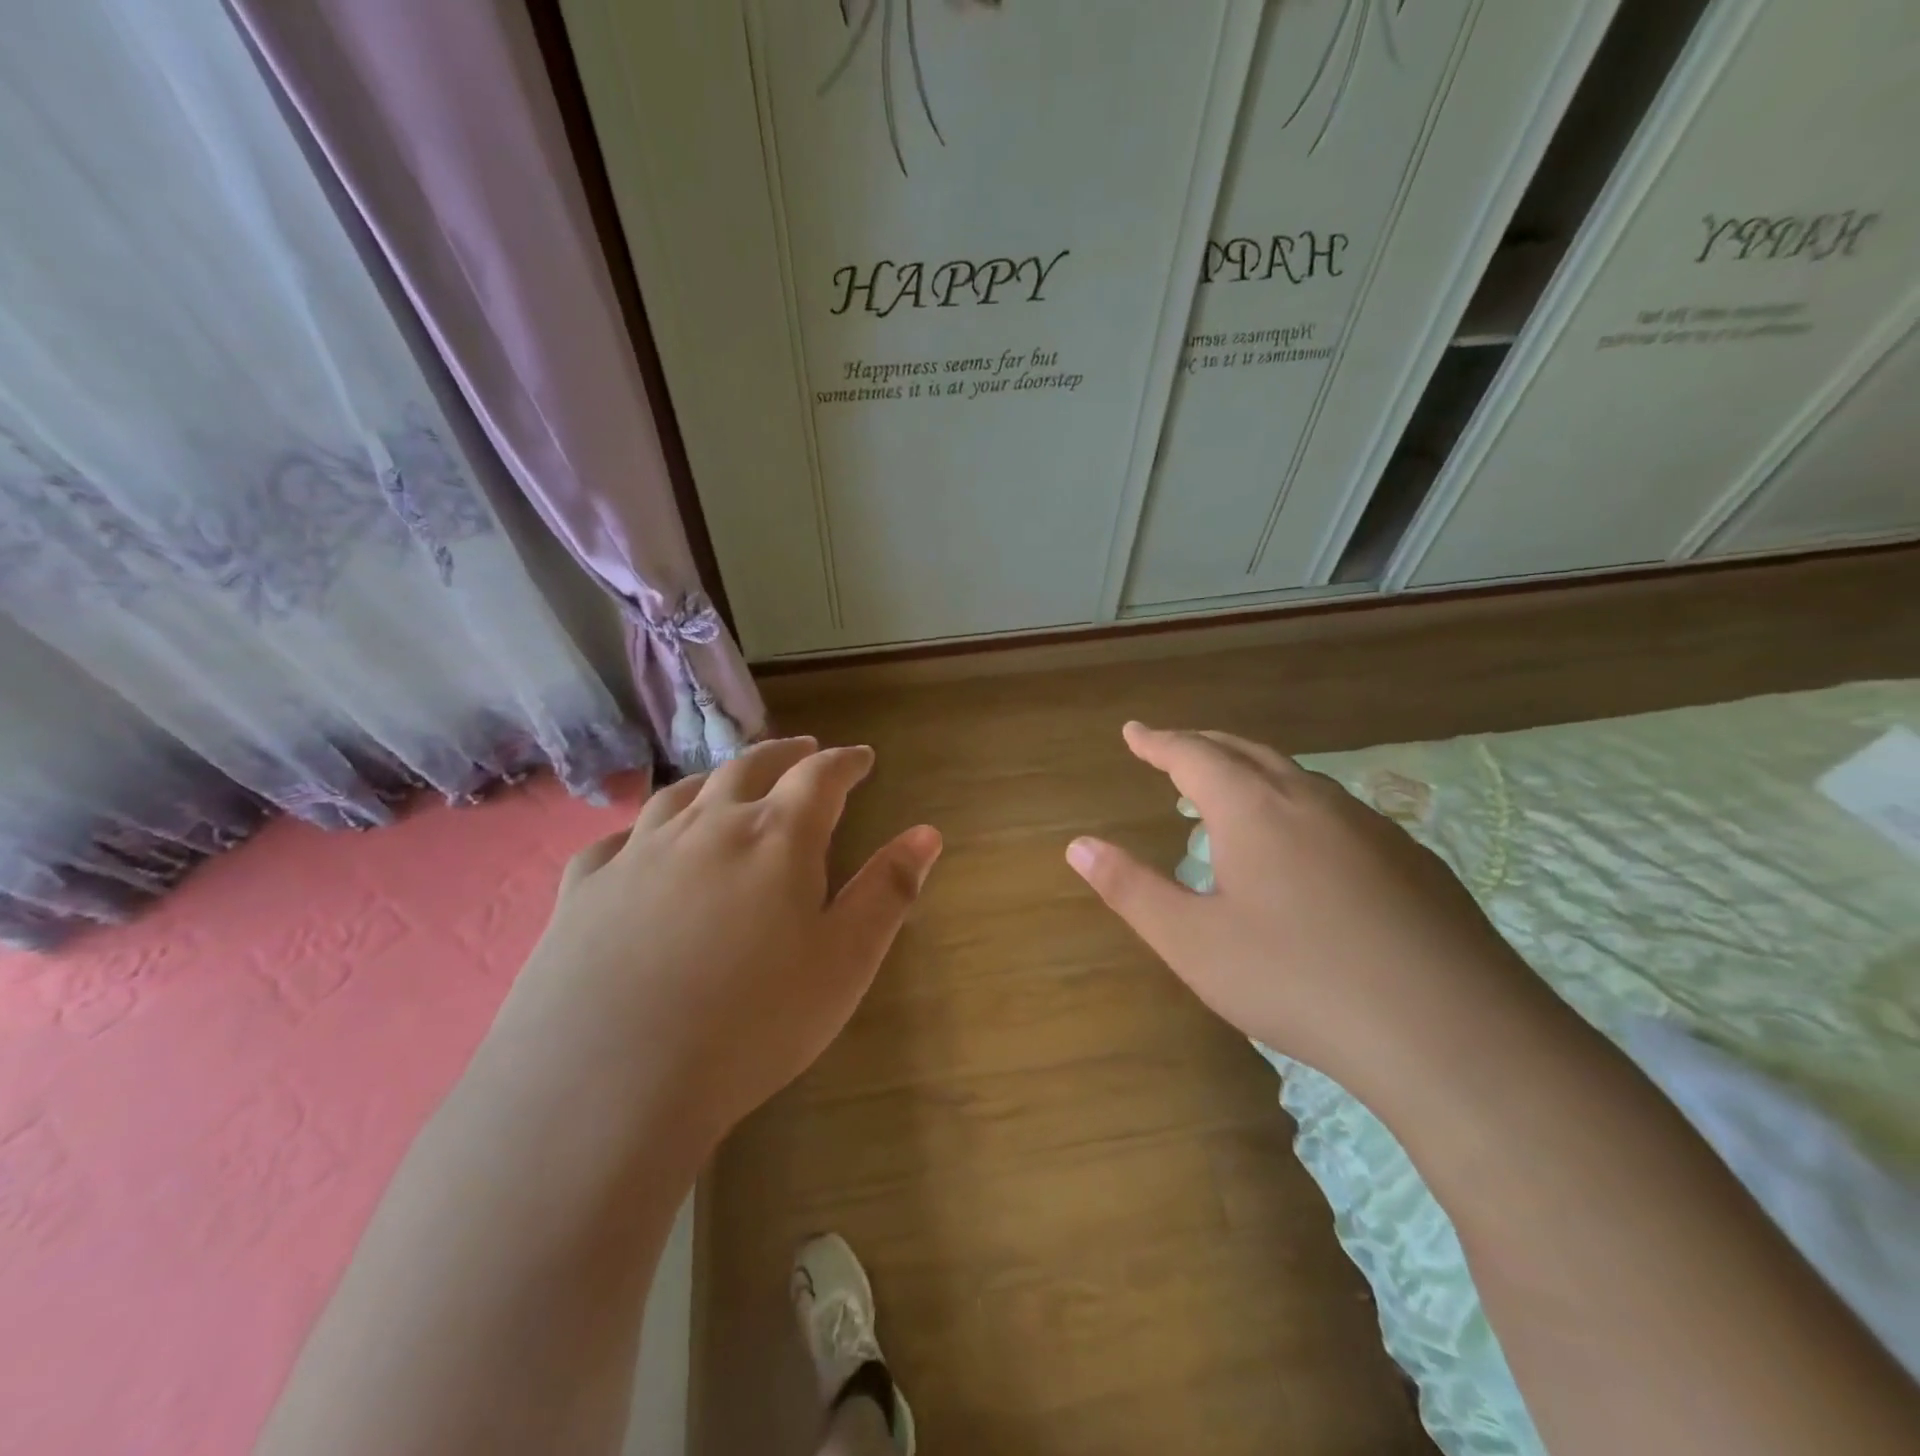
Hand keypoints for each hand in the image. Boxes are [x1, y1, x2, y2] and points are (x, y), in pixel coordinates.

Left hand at [488, 737, 941, 1155]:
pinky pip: (619, 839)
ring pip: (683, 792)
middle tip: (802, 749)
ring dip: (717, 778)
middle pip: (749, 767)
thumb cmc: (752, 1024)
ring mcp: (638, 852)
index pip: (820, 777)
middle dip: (784, 754)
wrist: (608, 1083)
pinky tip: (642, 844)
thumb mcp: (845, 962)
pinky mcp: (584, 888)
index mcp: (775, 838)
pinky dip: (645, 829)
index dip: (845, 762)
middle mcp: (707, 826)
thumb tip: (926, 833)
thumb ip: (888, 891)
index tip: (862, 757)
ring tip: (731, 780)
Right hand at [1066, 723, 1536, 1091]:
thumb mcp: (1193, 943)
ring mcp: (1370, 826)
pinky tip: (1306, 847)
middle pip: (1247, 752)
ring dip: (1253, 773)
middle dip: (1202, 745)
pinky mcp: (1413, 860)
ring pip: (1298, 778)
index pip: (1193, 755)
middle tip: (1173, 749)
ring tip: (1230, 794)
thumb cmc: (1298, 981)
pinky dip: (1298, 806)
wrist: (1452, 1032)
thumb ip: (1131, 889)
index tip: (1134, 732)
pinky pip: (1337, 811)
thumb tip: (1078, 845)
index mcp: (1254, 809)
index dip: (1158, 742)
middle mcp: (1311, 800)